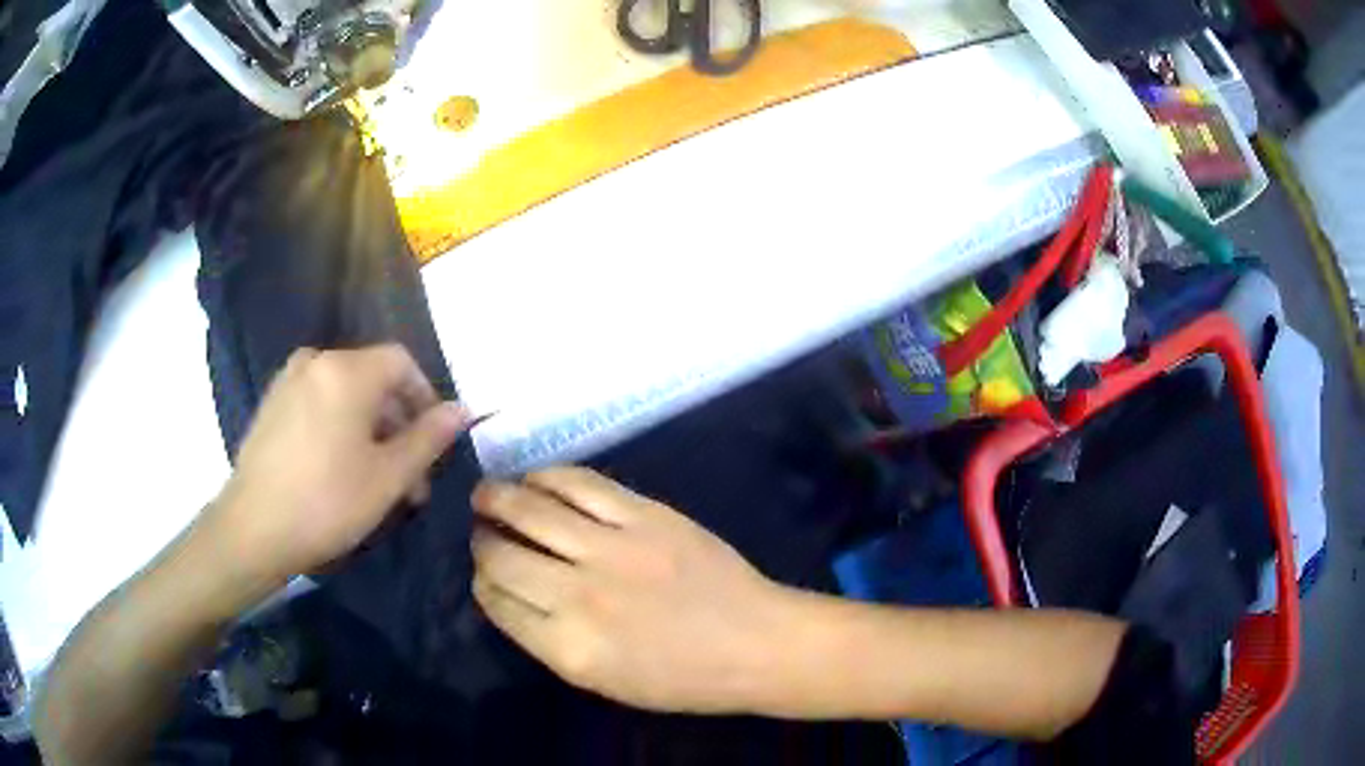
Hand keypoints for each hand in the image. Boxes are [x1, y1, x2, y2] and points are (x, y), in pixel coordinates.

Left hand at [207, 345, 468, 588]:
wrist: (253, 529)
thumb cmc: (327, 502)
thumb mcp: (388, 476)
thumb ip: (429, 438)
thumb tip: (463, 409)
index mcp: (347, 371)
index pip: (401, 362)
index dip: (425, 397)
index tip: (433, 443)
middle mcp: (316, 361)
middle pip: (372, 379)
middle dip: (398, 424)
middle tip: (409, 477)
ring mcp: (288, 380)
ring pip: (345, 394)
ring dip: (370, 430)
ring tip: (376, 479)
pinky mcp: (272, 404)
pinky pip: (318, 402)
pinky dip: (339, 426)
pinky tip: (337, 470)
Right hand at [471, 467, 792, 713]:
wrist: (755, 643)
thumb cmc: (681, 678)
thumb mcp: (602, 681)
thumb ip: (548, 640)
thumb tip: (510, 593)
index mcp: (568, 649)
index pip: (496, 601)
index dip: (482, 581)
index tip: (484, 571)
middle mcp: (579, 596)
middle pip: (501, 555)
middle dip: (482, 541)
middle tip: (482, 531)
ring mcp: (612, 549)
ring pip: (529, 510)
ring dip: (497, 498)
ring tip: (487, 494)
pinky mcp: (645, 514)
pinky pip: (579, 484)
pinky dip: (546, 477)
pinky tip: (534, 479)